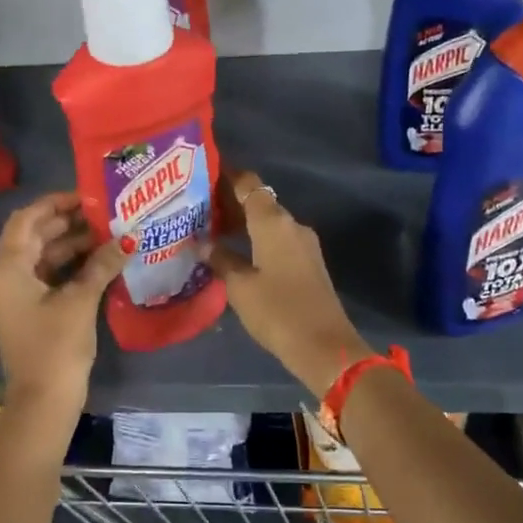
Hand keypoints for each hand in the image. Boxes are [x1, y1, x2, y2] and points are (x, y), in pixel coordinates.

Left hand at [0, 193, 123, 409]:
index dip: (56, 203)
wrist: (44, 399)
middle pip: (34, 236)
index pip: (27, 219)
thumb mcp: (80, 300)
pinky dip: (70, 267)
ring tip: (109, 235)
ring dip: (72, 245)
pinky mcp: (28, 310)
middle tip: (106, 214)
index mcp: (6, 267)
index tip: (88, 196)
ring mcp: (14, 294)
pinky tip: (100, 261)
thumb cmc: (56, 345)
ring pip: (43, 257)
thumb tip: (127, 239)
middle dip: (69, 223)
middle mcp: (3, 275)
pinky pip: (47, 276)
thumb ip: (101, 264)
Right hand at [208, 170, 370, 396]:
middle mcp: (291, 224)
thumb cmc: (277, 311)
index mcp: (273, 222)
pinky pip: (278, 240)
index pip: (249, 184)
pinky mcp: (309, 263)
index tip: (202, 176)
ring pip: (269, 222)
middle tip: (197, 209)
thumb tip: (202, 242)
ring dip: (244, 223)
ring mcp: (304, 244)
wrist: (324, 346)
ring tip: (211, 232)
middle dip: (230, 202)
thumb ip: (220, 259)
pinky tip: (237, 252)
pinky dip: (257, 239)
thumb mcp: (240, 287)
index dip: (226, 176)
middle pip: (259, 201)